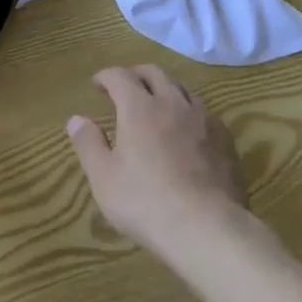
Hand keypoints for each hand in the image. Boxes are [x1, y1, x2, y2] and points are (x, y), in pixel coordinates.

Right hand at [66, 66, 249, 265]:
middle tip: (126, 88)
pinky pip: (204, 113)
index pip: (120, 76)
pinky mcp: (225, 139)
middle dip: (136, 75)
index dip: (106, 76)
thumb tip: (76, 119)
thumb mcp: (104, 178)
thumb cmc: (147, 202)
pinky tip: (188, 131)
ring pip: (182, 89)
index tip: (97, 85)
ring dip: (165, 90)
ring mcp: (203, 118)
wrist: (208, 228)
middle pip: (154, 73)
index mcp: (139, 107)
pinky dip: (189, 113)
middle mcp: (172, 102)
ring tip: (157, 106)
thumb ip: (89, 144)